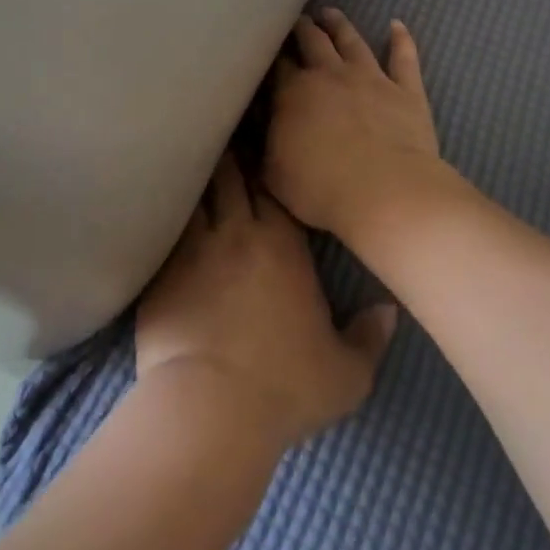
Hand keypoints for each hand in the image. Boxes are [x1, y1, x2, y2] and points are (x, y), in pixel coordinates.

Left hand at [136, 154, 395, 449]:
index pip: (271, 181)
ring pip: (194, 190)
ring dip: (195, 175)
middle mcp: (237, 231)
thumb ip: (369, 338)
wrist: (211, 408)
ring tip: (190, 160)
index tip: (259, 143)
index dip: (263, 159)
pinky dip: (167, 212)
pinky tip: (160, 206)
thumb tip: (389, 311)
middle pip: (229, 172)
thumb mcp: (344, 374)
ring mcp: (193, 246)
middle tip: (224, 140)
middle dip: (228, 153)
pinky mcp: (161, 269)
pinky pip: (164, 226)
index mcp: (282, 242)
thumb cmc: (284, 387)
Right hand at [264, 10, 447, 245]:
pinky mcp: (406, 90)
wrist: (385, 192)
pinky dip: (401, 39)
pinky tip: (397, 25)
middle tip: (297, 21)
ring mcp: (371, 78)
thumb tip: (259, 127)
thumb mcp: (274, 173)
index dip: (272, 56)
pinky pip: (403, 57)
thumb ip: (266, 145)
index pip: (278, 66)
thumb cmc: (321, 188)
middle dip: (303, 29)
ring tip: (331, 13)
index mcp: (293, 92)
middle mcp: (330, 74)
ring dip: (340, 25)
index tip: (269, 50)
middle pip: (313, 41)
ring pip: (352, 41)